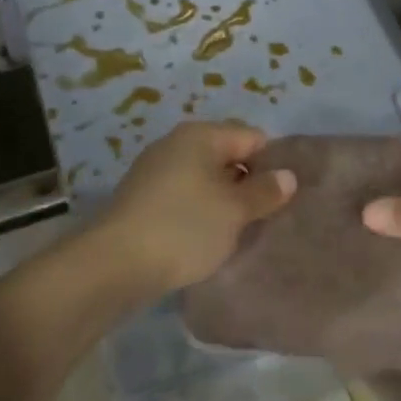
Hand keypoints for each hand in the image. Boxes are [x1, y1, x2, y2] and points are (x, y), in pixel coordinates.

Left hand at [101, 122, 296, 292]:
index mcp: (201, 135)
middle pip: (227, 156)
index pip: (252, 138)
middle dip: (248, 184)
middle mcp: (176, 144)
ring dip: (223, 202)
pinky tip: (206, 239)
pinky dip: (199, 213)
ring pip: (204, 180)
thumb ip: (265, 191)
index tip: (284, 196)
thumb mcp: (234, 211)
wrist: (114, 265)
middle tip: (266, 217)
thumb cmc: (184, 227)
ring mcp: (155, 171)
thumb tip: (287, 175)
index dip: (272, 164)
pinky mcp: (142, 200)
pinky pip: (184, 198)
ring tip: (240, 232)